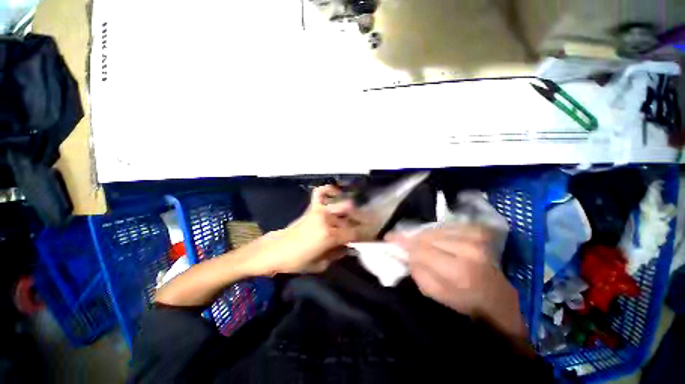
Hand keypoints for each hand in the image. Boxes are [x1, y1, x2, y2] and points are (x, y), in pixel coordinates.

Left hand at [250, 185, 363, 274]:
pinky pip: (322, 192)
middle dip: (363, 221)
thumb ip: (339, 253)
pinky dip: (329, 190)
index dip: (367, 235)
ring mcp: (319, 210)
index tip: (374, 236)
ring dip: (352, 210)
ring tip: (356, 215)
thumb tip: (350, 247)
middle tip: (368, 226)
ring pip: (343, 204)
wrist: (276, 250)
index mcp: (330, 235)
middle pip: (353, 217)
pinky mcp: (312, 207)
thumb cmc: (298, 261)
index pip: (356, 233)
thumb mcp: (322, 264)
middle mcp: (328, 219)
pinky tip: (336, 193)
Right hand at [387, 225, 525, 338]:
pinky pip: (449, 226)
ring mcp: (477, 239)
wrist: (500, 305)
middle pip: (427, 236)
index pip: (420, 248)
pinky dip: (438, 232)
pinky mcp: (481, 233)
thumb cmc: (467, 308)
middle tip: (401, 242)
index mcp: (458, 270)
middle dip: (411, 239)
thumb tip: (404, 252)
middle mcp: (469, 249)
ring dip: (424, 236)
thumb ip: (417, 271)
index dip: (402, 242)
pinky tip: (435, 240)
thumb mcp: (436, 295)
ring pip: (437, 230)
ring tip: (419, 243)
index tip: (388, 238)